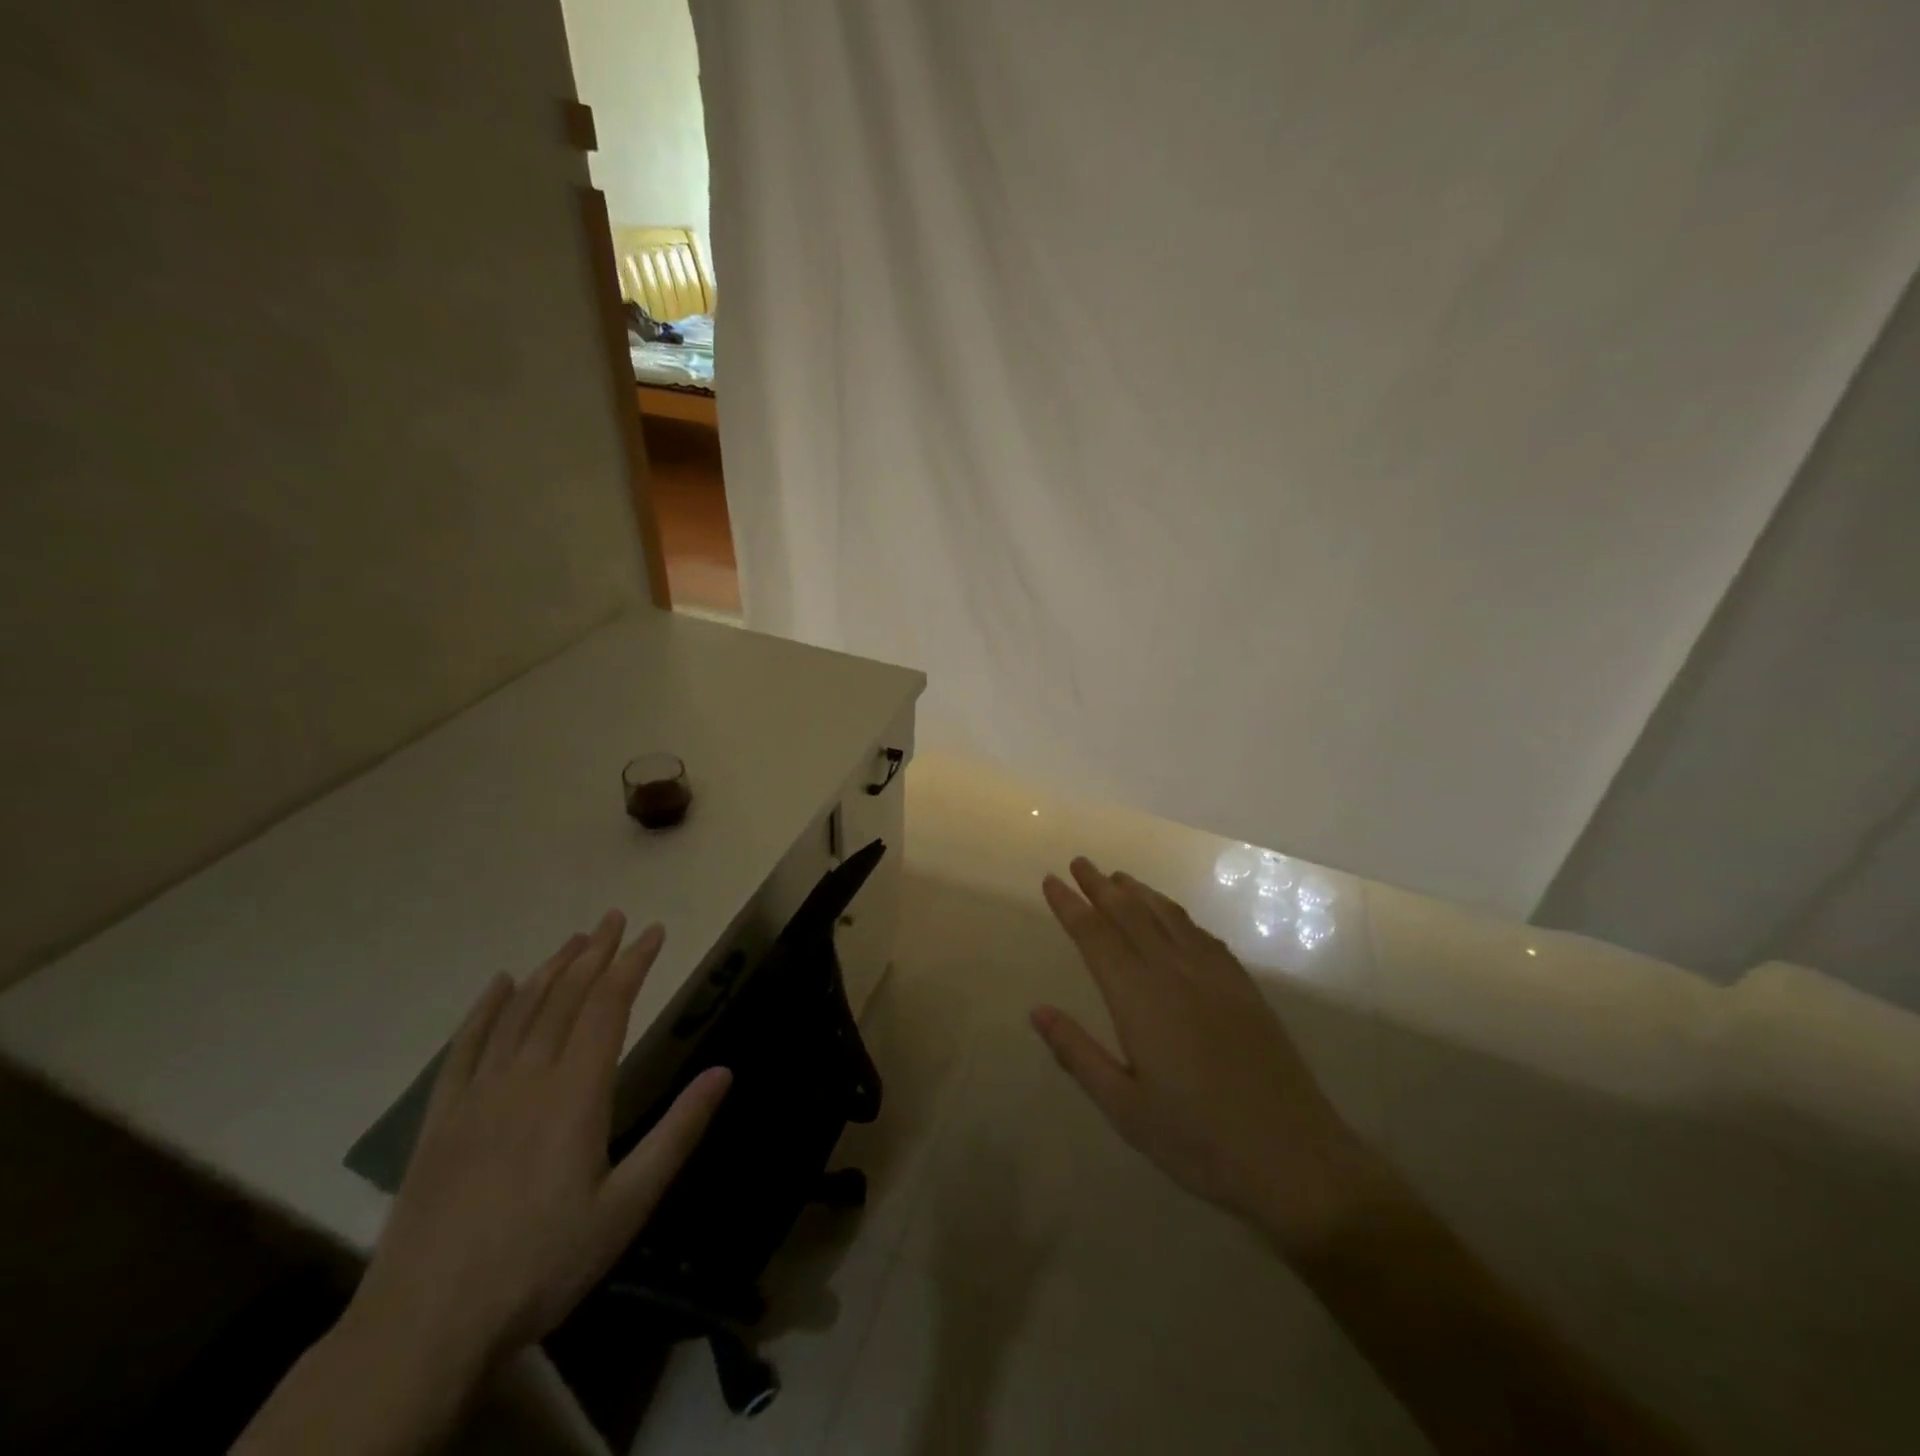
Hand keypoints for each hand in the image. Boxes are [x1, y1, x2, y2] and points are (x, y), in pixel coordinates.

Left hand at [349, 912, 732, 1373]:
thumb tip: (723, 1072)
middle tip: (615, 918)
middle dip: (595, 953)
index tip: (654, 931)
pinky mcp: (440, 1120)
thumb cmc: (542, 1264)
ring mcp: (477, 1096)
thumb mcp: (628, 1206)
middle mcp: (527, 1078)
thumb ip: (677, 1133)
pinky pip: (464, 1048)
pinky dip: (483, 1010)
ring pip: (519, 1012)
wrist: (424, 1327)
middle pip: (565, 997)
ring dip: (550, 970)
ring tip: (574, 940)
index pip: (609, 1006)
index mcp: (575, 1094)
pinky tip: (498, 984)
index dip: (633, 964)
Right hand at [1032, 858, 1385, 1254]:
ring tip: (1118, 877)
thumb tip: (1037, 1011)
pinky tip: (1172, 915)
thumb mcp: (1124, 1108)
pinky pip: (1201, 934)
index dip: (1071, 906)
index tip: (1051, 880)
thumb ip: (1078, 1053)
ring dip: (1139, 892)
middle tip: (1080, 862)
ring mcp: (1214, 975)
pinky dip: (1177, 914)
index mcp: (1138, 999)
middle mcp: (1174, 973)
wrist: (1293, 1157)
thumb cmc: (1197, 1140)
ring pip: (1167, 917)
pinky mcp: (1243, 986)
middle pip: (1130, 914)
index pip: (1095, 937)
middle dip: (1100, 886)